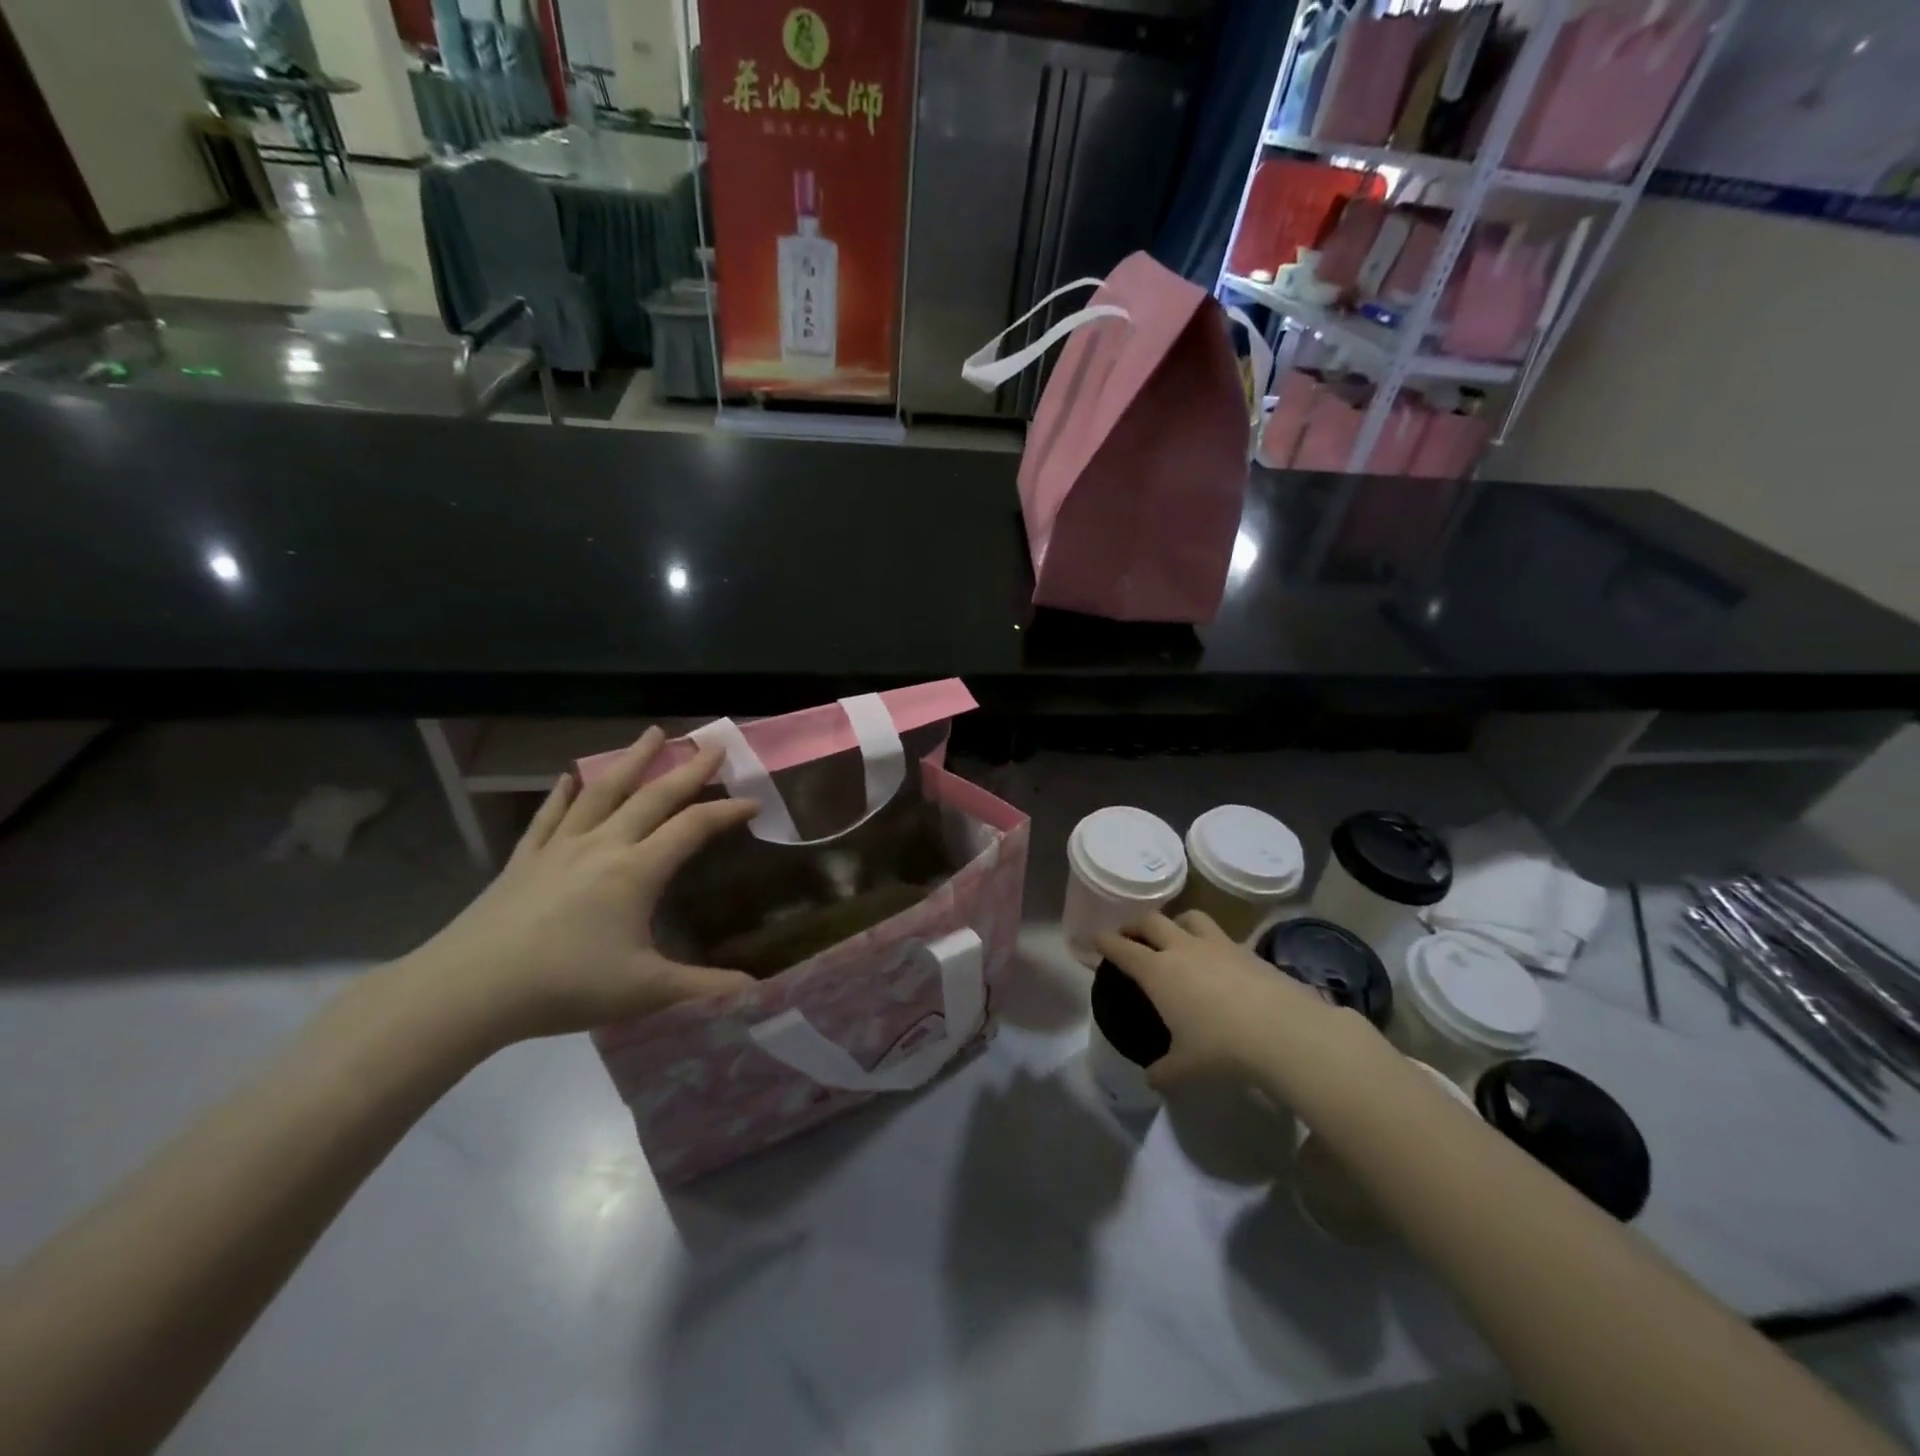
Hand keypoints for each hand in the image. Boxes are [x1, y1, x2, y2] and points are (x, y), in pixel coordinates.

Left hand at [400, 727, 759, 1047]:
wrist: (468, 990)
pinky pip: (550, 815)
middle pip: (653, 796)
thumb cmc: (564, 985)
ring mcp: (559, 848)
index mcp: (636, 870)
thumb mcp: (644, 991)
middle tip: (713, 744)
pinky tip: (569, 776)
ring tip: (653, 734)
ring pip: (603, 791)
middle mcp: (603, 845)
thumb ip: (704, 988)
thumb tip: (757, 991)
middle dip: (688, 769)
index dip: (728, 812)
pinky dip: (563, 793)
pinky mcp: (524, 859)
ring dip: (632, 760)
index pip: (693, 827)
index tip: (755, 801)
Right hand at [1094, 911, 1330, 1089]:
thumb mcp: (1185, 1067)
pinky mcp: (1247, 950)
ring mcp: (1217, 945)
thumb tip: (1151, 1078)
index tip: (1094, 939)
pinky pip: (1221, 936)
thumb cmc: (1222, 1049)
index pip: (1121, 948)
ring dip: (1175, 922)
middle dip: (1135, 925)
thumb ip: (1163, 1070)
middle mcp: (1182, 949)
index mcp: (1158, 971)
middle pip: (1151, 921)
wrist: (1284, 1032)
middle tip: (1131, 936)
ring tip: (1175, 936)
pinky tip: (1217, 962)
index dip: (1104, 942)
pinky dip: (1210, 942)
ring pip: (1189, 917)